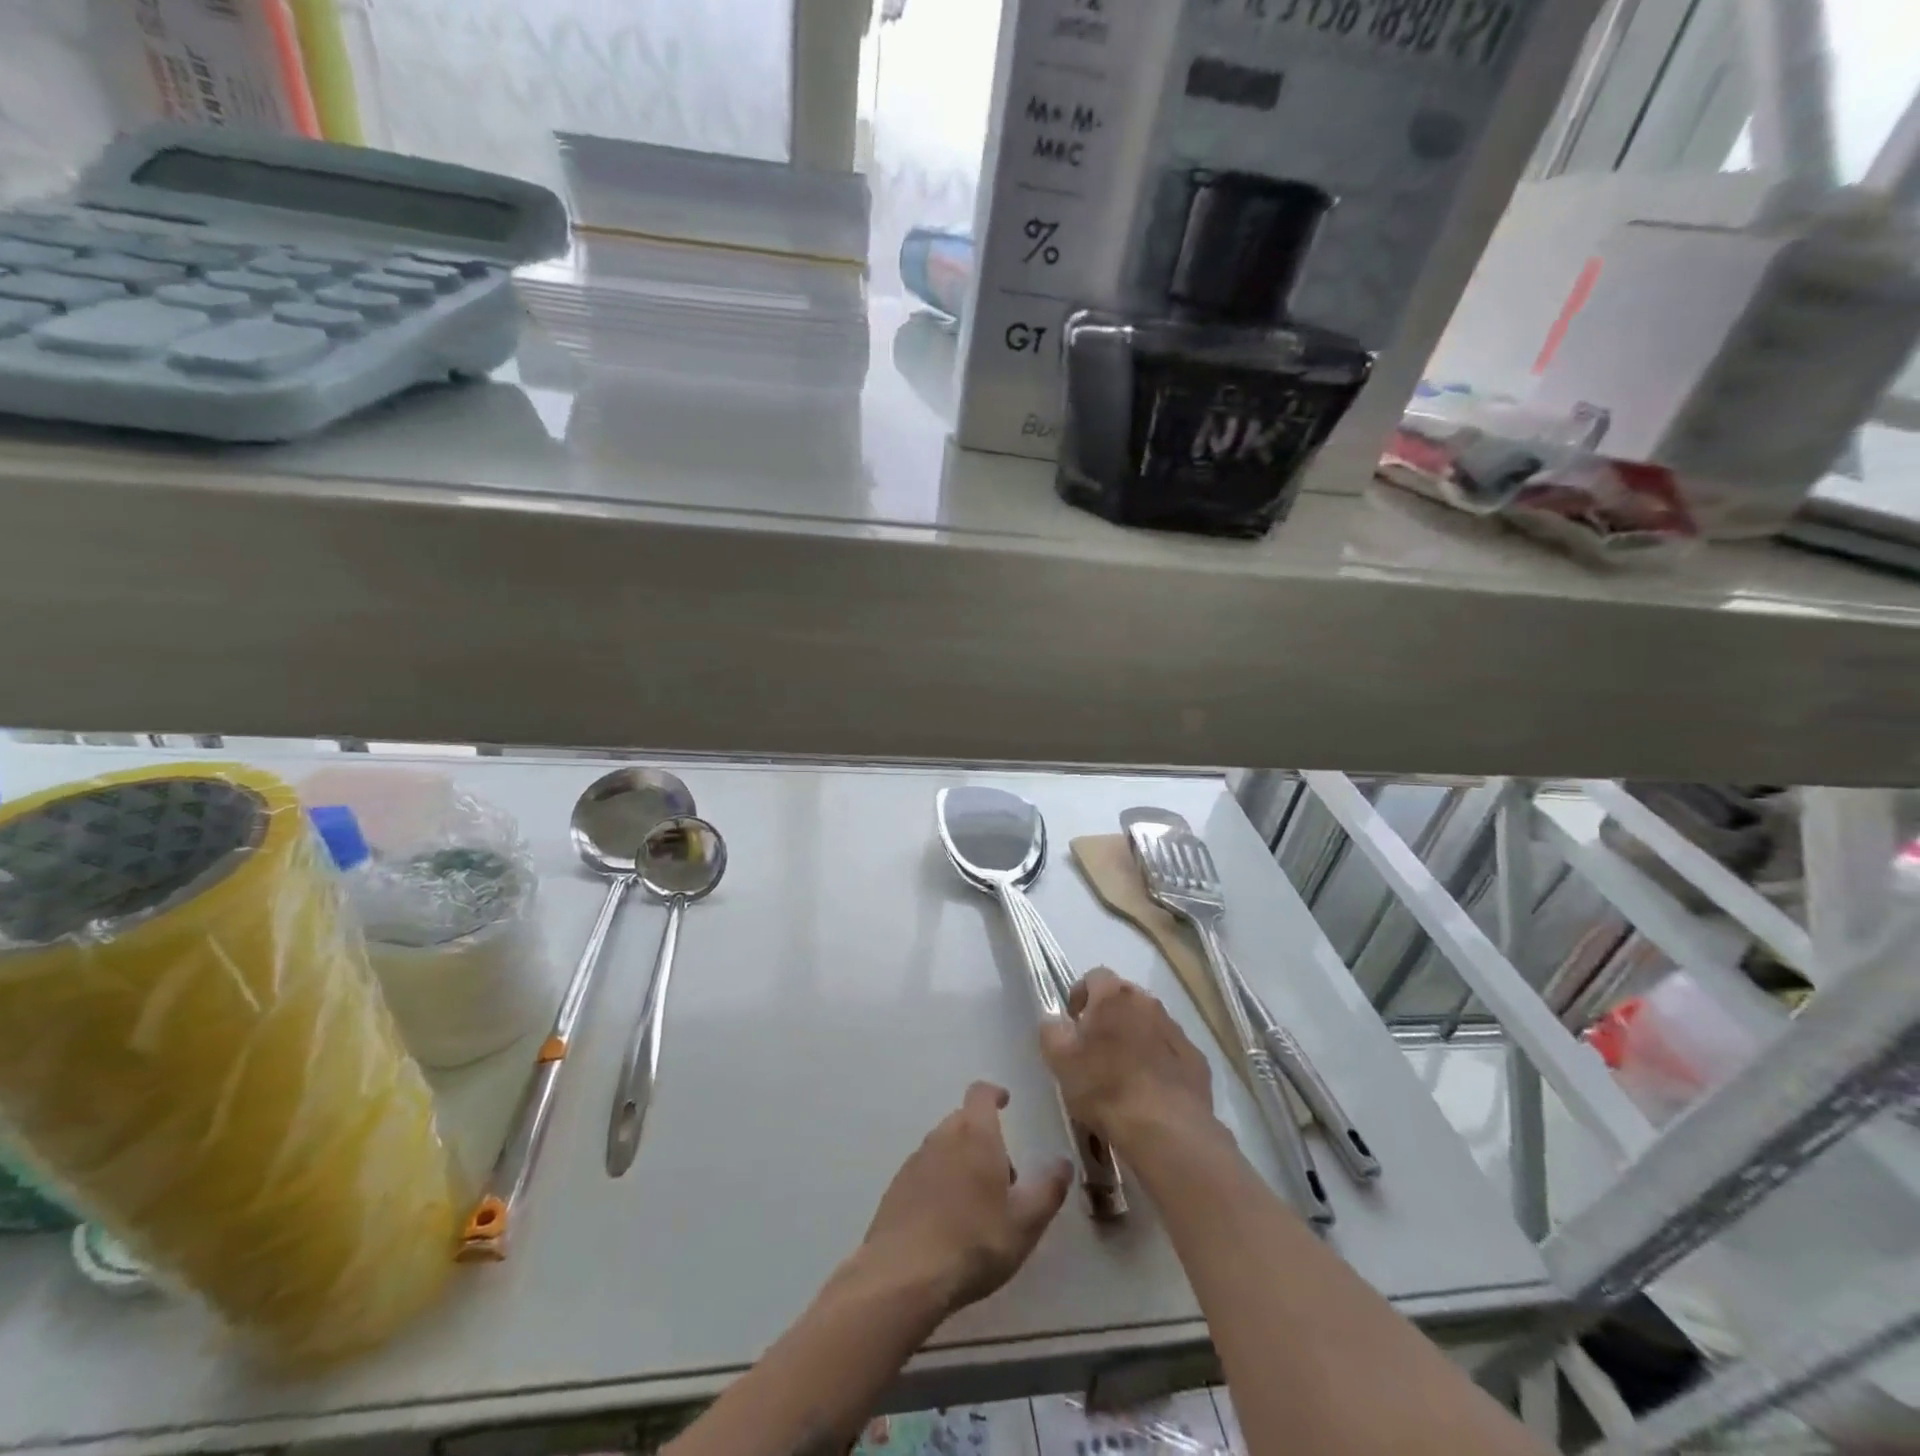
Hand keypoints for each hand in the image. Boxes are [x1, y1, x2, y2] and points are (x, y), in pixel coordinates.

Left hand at [861, 1082, 1070, 1315]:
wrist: (904, 1275)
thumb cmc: (974, 1242)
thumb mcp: (1025, 1222)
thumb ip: (1048, 1189)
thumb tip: (1063, 1163)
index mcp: (975, 1133)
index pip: (981, 1093)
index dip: (994, 1094)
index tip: (1005, 1102)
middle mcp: (942, 1136)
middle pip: (964, 1121)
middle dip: (984, 1137)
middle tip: (1002, 1176)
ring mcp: (915, 1160)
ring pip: (943, 1146)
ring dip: (961, 1161)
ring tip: (976, 1205)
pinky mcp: (897, 1187)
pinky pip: (925, 1172)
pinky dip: (939, 1182)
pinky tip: (947, 1221)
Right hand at [1040, 968, 1215, 1150]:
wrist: (1165, 1129)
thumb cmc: (1105, 1087)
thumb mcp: (1060, 1060)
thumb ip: (1051, 1031)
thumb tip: (1055, 1021)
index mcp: (1114, 996)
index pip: (1095, 976)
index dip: (1081, 995)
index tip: (1073, 1022)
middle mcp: (1148, 1003)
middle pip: (1124, 998)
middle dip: (1109, 1016)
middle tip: (1095, 1048)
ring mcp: (1176, 1031)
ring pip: (1150, 1024)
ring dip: (1135, 1037)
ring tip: (1123, 1073)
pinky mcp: (1197, 1060)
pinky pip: (1171, 1052)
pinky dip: (1159, 1062)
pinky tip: (1150, 1091)